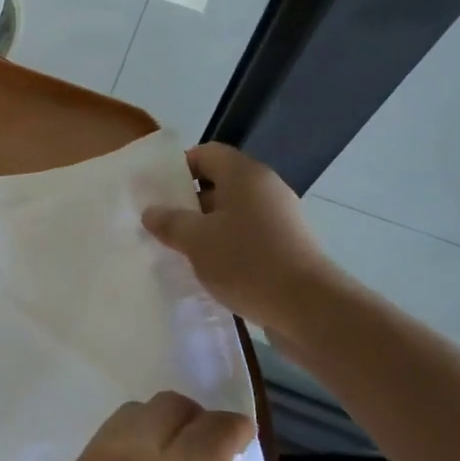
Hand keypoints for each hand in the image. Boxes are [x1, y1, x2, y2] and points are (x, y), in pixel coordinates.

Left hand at [40, 391, 254, 460]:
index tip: (242, 437)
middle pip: (168, 405)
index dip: (236, 427)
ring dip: (158, 427)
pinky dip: (129, 447)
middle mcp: (132, 456)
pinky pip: (105, 441)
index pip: (214, 425)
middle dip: (195, 419)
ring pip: (131, 415)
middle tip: (207, 448)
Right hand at [142, 142, 336, 336]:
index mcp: (244, 174)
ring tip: (181, 252)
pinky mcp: (288, 245)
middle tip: (163, 226)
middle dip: (189, 203)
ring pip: (233, 212)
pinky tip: (211, 270)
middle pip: (219, 183)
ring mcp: (281, 217)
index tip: (157, 194)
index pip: (206, 153)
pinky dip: (228, 246)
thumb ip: (169, 222)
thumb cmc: (246, 262)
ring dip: (207, 228)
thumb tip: (151, 212)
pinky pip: (249, 235)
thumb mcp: (196, 240)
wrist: (308, 307)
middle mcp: (265, 188)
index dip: (178, 169)